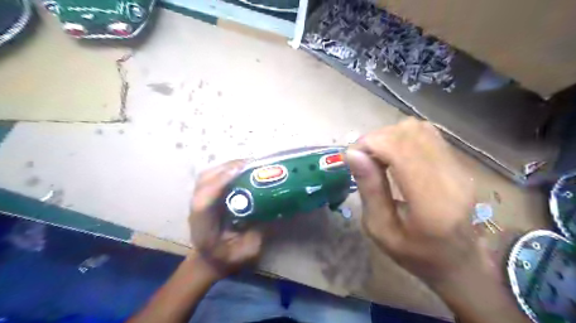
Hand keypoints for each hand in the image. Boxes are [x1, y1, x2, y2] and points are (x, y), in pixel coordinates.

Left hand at [190, 160, 261, 277]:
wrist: (209, 260)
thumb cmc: (228, 258)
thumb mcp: (247, 251)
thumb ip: (258, 232)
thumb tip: (273, 209)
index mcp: (204, 227)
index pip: (204, 201)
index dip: (220, 182)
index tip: (241, 170)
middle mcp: (197, 210)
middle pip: (204, 181)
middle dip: (227, 168)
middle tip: (252, 164)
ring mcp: (198, 201)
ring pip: (207, 176)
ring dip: (226, 167)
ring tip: (248, 164)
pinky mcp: (204, 197)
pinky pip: (212, 177)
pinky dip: (225, 170)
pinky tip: (241, 170)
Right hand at [346, 118, 484, 283]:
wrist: (460, 262)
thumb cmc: (416, 254)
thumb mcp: (381, 230)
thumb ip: (369, 190)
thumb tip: (352, 153)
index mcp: (431, 202)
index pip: (400, 149)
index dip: (370, 143)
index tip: (351, 155)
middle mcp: (450, 177)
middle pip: (409, 133)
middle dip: (376, 138)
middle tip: (361, 158)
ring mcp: (458, 168)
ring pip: (418, 129)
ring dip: (389, 136)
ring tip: (376, 156)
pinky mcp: (458, 163)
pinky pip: (427, 135)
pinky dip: (402, 138)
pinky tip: (393, 155)